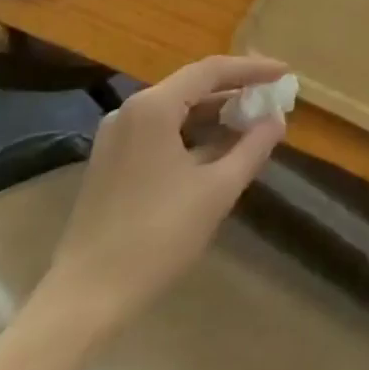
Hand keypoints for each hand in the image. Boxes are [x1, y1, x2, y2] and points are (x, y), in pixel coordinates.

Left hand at [34, 55, 288, 337]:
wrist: (84, 300)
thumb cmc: (156, 238)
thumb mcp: (217, 191)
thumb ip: (252, 148)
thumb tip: (277, 120)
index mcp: (153, 108)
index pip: (212, 71)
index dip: (252, 69)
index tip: (285, 73)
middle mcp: (131, 111)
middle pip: (192, 85)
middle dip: (235, 89)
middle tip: (272, 95)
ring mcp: (117, 136)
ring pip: (176, 109)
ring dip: (215, 112)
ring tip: (252, 120)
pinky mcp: (111, 161)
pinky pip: (161, 130)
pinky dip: (193, 132)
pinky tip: (218, 148)